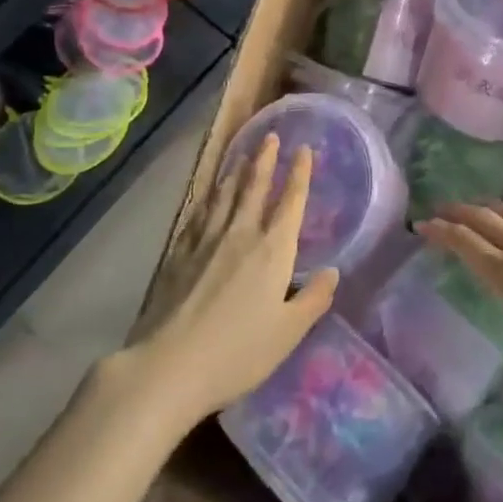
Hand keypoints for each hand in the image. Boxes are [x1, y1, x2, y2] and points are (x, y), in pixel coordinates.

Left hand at [132, 134, 337, 426]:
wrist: (170, 365)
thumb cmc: (239, 351)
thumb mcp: (289, 332)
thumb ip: (313, 299)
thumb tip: (332, 272)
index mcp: (273, 250)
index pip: (291, 202)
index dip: (300, 174)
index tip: (304, 150)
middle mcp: (241, 234)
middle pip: (255, 187)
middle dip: (266, 160)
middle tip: (270, 136)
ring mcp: (206, 241)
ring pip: (225, 195)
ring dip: (236, 172)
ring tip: (242, 155)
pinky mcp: (179, 254)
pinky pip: (199, 214)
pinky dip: (208, 198)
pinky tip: (207, 195)